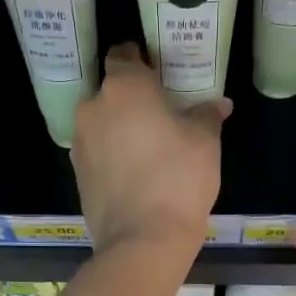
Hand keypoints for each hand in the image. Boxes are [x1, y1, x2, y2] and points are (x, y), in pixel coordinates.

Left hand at [72, 43, 228, 257]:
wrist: (142, 242)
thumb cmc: (178, 179)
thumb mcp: (205, 141)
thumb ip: (207, 114)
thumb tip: (217, 104)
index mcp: (123, 87)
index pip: (123, 53)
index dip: (141, 59)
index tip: (159, 73)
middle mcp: (92, 108)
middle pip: (111, 92)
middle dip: (132, 99)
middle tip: (161, 115)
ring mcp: (80, 144)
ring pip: (102, 124)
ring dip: (120, 130)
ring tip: (149, 149)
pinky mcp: (78, 176)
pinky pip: (98, 154)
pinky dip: (112, 157)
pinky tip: (135, 175)